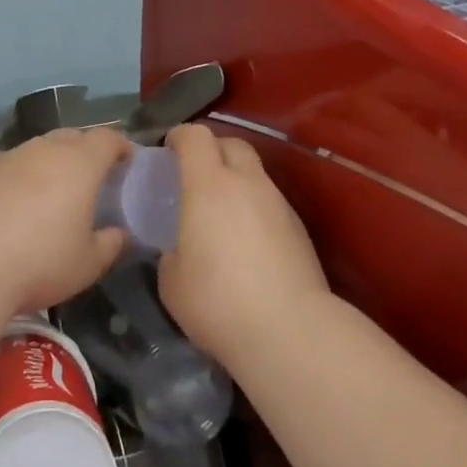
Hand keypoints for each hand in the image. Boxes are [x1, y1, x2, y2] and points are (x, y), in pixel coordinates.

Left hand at [0, 127, 129, 314]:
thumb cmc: (40, 263)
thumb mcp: (88, 264)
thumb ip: (110, 243)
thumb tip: (118, 233)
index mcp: (79, 163)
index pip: (107, 138)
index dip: (121, 146)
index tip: (128, 161)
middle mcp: (43, 150)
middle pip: (72, 137)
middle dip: (86, 150)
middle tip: (92, 178)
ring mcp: (7, 158)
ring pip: (38, 150)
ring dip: (50, 163)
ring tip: (52, 193)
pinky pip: (9, 168)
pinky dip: (20, 179)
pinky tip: (15, 208)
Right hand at [157, 124, 328, 368]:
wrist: (290, 331)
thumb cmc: (218, 301)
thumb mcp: (172, 280)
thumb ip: (171, 249)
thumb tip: (180, 247)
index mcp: (208, 185)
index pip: (195, 136)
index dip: (179, 137)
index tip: (167, 151)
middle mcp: (247, 183)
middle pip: (231, 143)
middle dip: (211, 150)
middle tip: (195, 176)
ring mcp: (278, 203)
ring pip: (255, 173)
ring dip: (236, 180)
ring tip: (222, 213)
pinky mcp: (299, 227)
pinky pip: (270, 201)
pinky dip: (254, 207)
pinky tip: (247, 241)